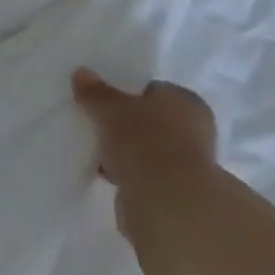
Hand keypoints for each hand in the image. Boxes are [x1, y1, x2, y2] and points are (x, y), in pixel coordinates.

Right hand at [72, 69, 219, 240]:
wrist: (166, 201)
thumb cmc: (144, 141)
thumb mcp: (111, 109)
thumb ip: (96, 92)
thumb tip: (81, 73)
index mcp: (186, 101)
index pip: (154, 90)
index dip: (128, 95)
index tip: (104, 104)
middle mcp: (194, 129)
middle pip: (151, 121)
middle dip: (126, 126)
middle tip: (98, 127)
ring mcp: (187, 162)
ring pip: (148, 149)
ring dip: (127, 153)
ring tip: (98, 154)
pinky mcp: (176, 190)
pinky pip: (144, 174)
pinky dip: (129, 174)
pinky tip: (108, 176)